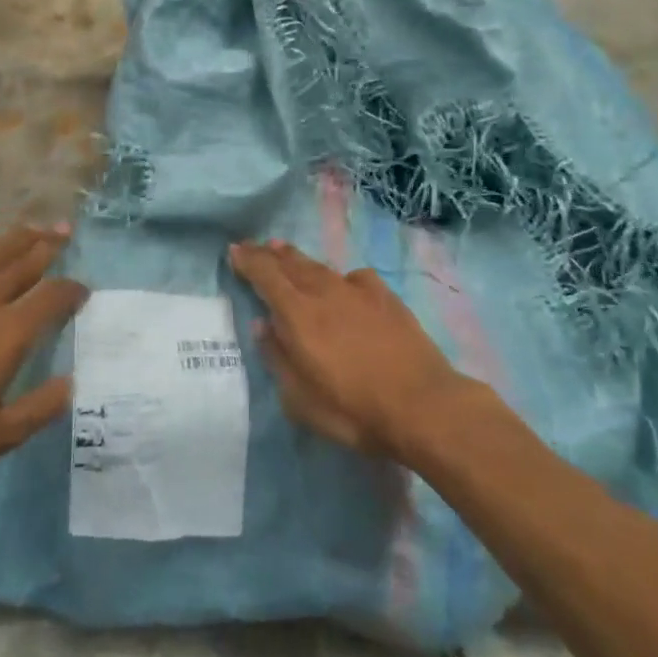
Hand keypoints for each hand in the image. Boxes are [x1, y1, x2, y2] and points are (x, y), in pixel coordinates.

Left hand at [0, 224, 86, 502]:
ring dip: (15, 239)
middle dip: (49, 245)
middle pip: (22, 260)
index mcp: (5, 333)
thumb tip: (73, 382)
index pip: (52, 296)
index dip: (73, 289)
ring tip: (32, 230)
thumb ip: (40, 408)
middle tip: (65, 232)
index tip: (83, 290)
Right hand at [230, 239, 468, 459]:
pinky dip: (339, 277)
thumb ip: (278, 359)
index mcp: (298, 315)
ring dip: (299, 259)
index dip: (248, 261)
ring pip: (320, 267)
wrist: (423, 406)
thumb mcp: (300, 400)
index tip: (234, 251)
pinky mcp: (386, 298)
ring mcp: (358, 291)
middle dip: (268, 254)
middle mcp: (325, 293)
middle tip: (254, 245)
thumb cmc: (354, 411)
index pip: (265, 276)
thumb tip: (263, 326)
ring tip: (285, 250)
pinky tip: (342, 282)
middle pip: (291, 264)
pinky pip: (354, 278)